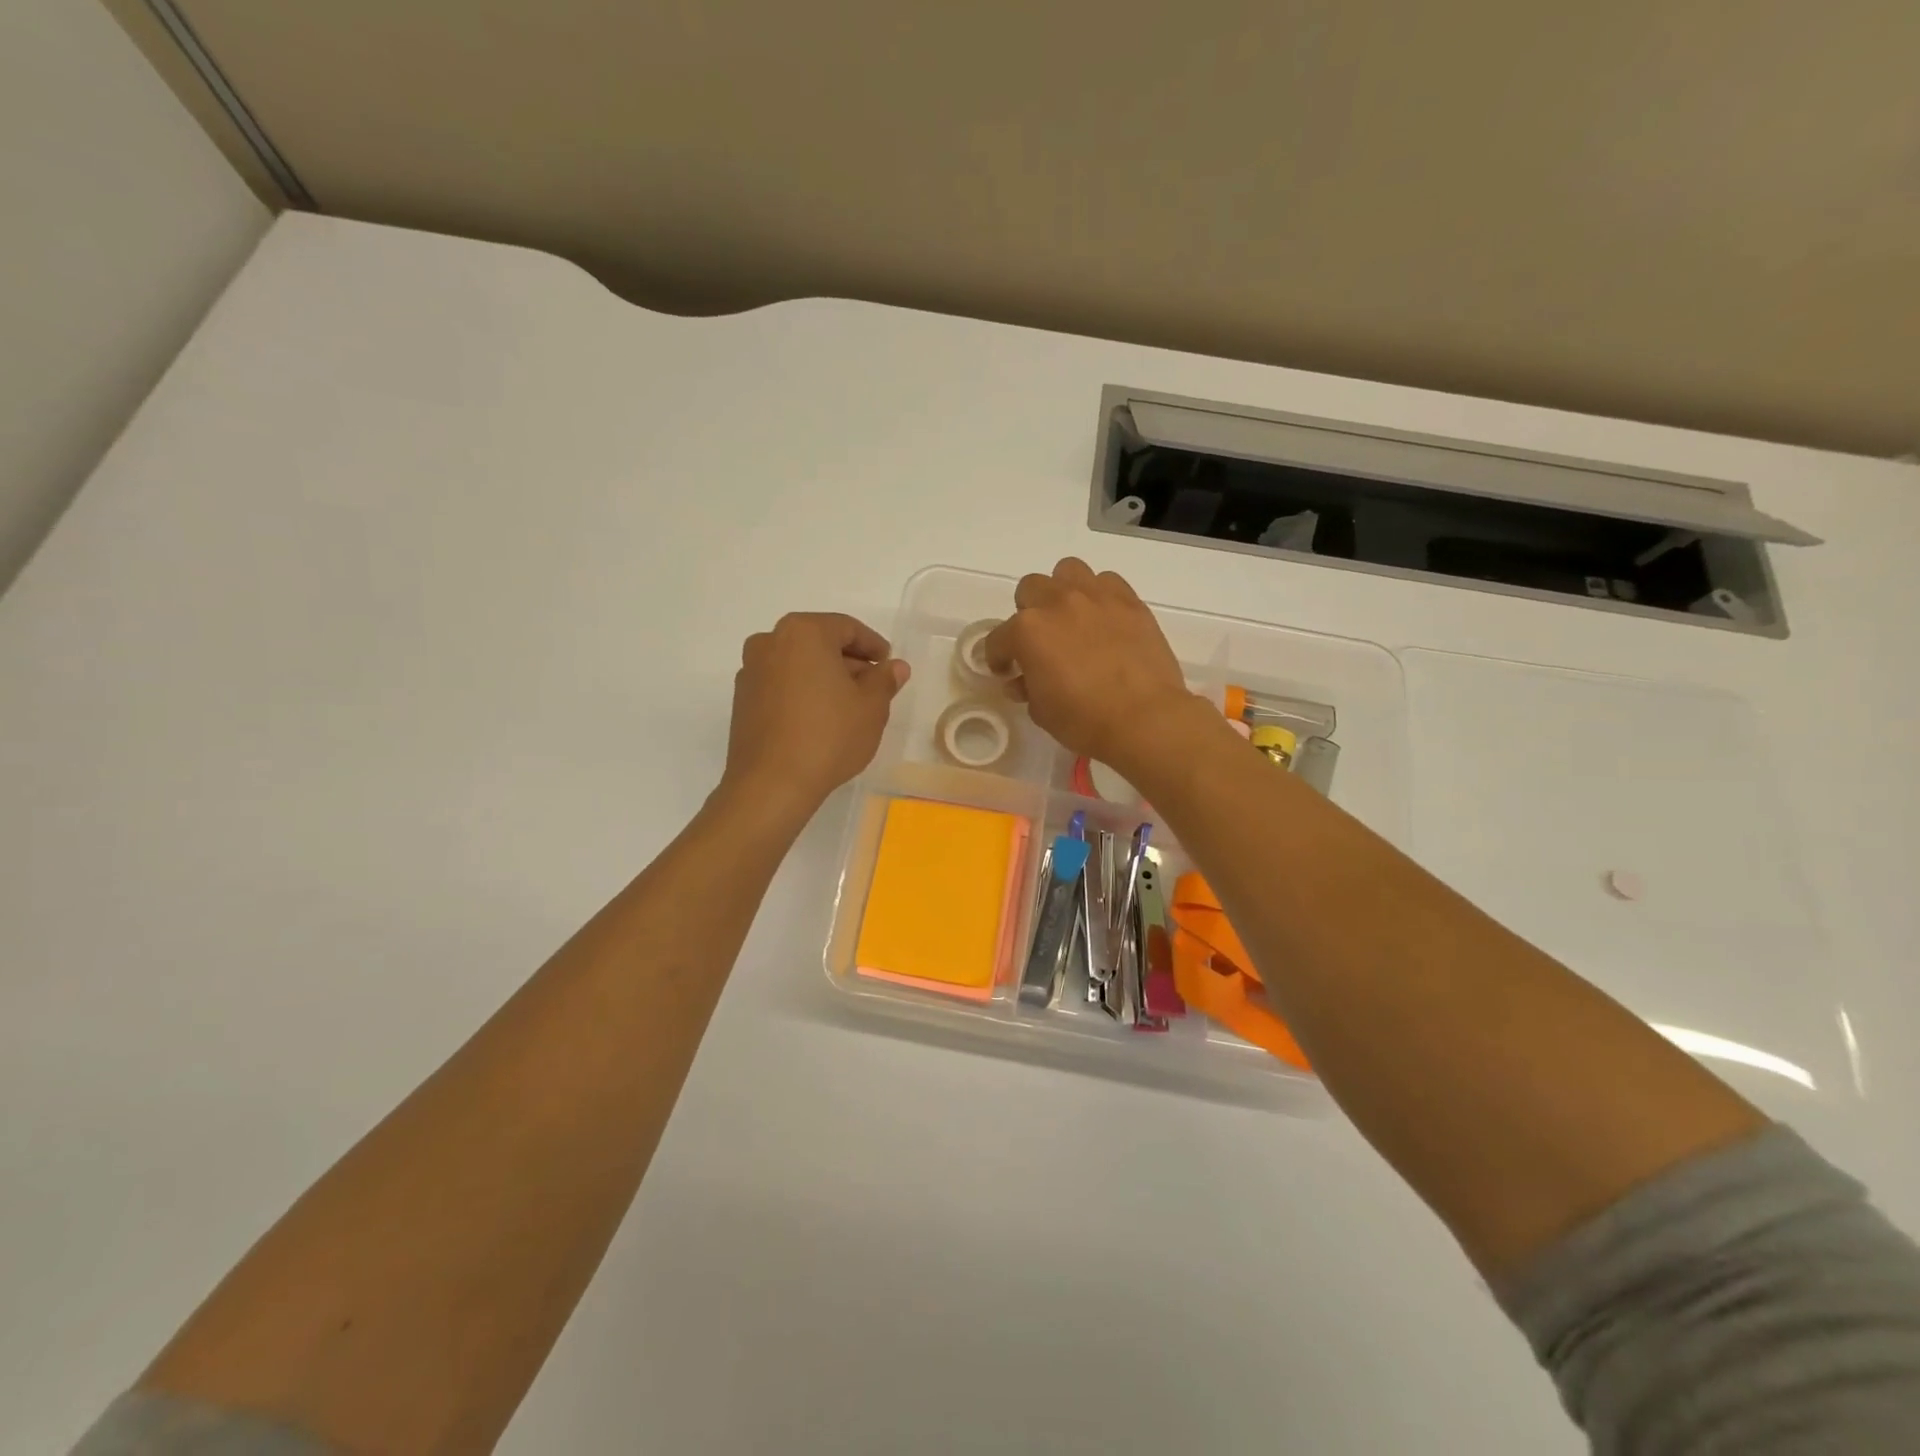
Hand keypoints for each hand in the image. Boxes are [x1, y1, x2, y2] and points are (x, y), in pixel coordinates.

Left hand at [722, 612, 908, 819]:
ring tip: (848, 707)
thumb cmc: (829, 736)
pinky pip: (781, 685)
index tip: (888, 665)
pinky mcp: (742, 700)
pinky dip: (802, 692)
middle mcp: (770, 642)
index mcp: (803, 632)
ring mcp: (751, 671)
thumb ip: (885, 679)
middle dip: (848, 662)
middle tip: (873, 687)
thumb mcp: (871, 707)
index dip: (873, 646)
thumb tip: (895, 666)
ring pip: (798, 664)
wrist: (771, 784)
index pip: (847, 628)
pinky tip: (819, 720)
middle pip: (819, 643)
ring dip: (824, 678)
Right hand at [983, 559, 1199, 771]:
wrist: (1144, 718)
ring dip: (1062, 591)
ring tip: (1071, 618)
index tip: (1007, 672)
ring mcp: (1096, 597)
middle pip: (1030, 589)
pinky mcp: (1130, 601)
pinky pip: (1107, 582)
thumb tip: (1022, 681)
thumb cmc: (1084, 720)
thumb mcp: (1041, 711)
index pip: (998, 638)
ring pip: (1068, 571)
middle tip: (1040, 641)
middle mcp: (1057, 603)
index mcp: (1027, 631)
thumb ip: (1027, 688)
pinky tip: (1104, 620)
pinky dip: (1100, 596)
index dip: (998, 657)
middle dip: (1028, 613)